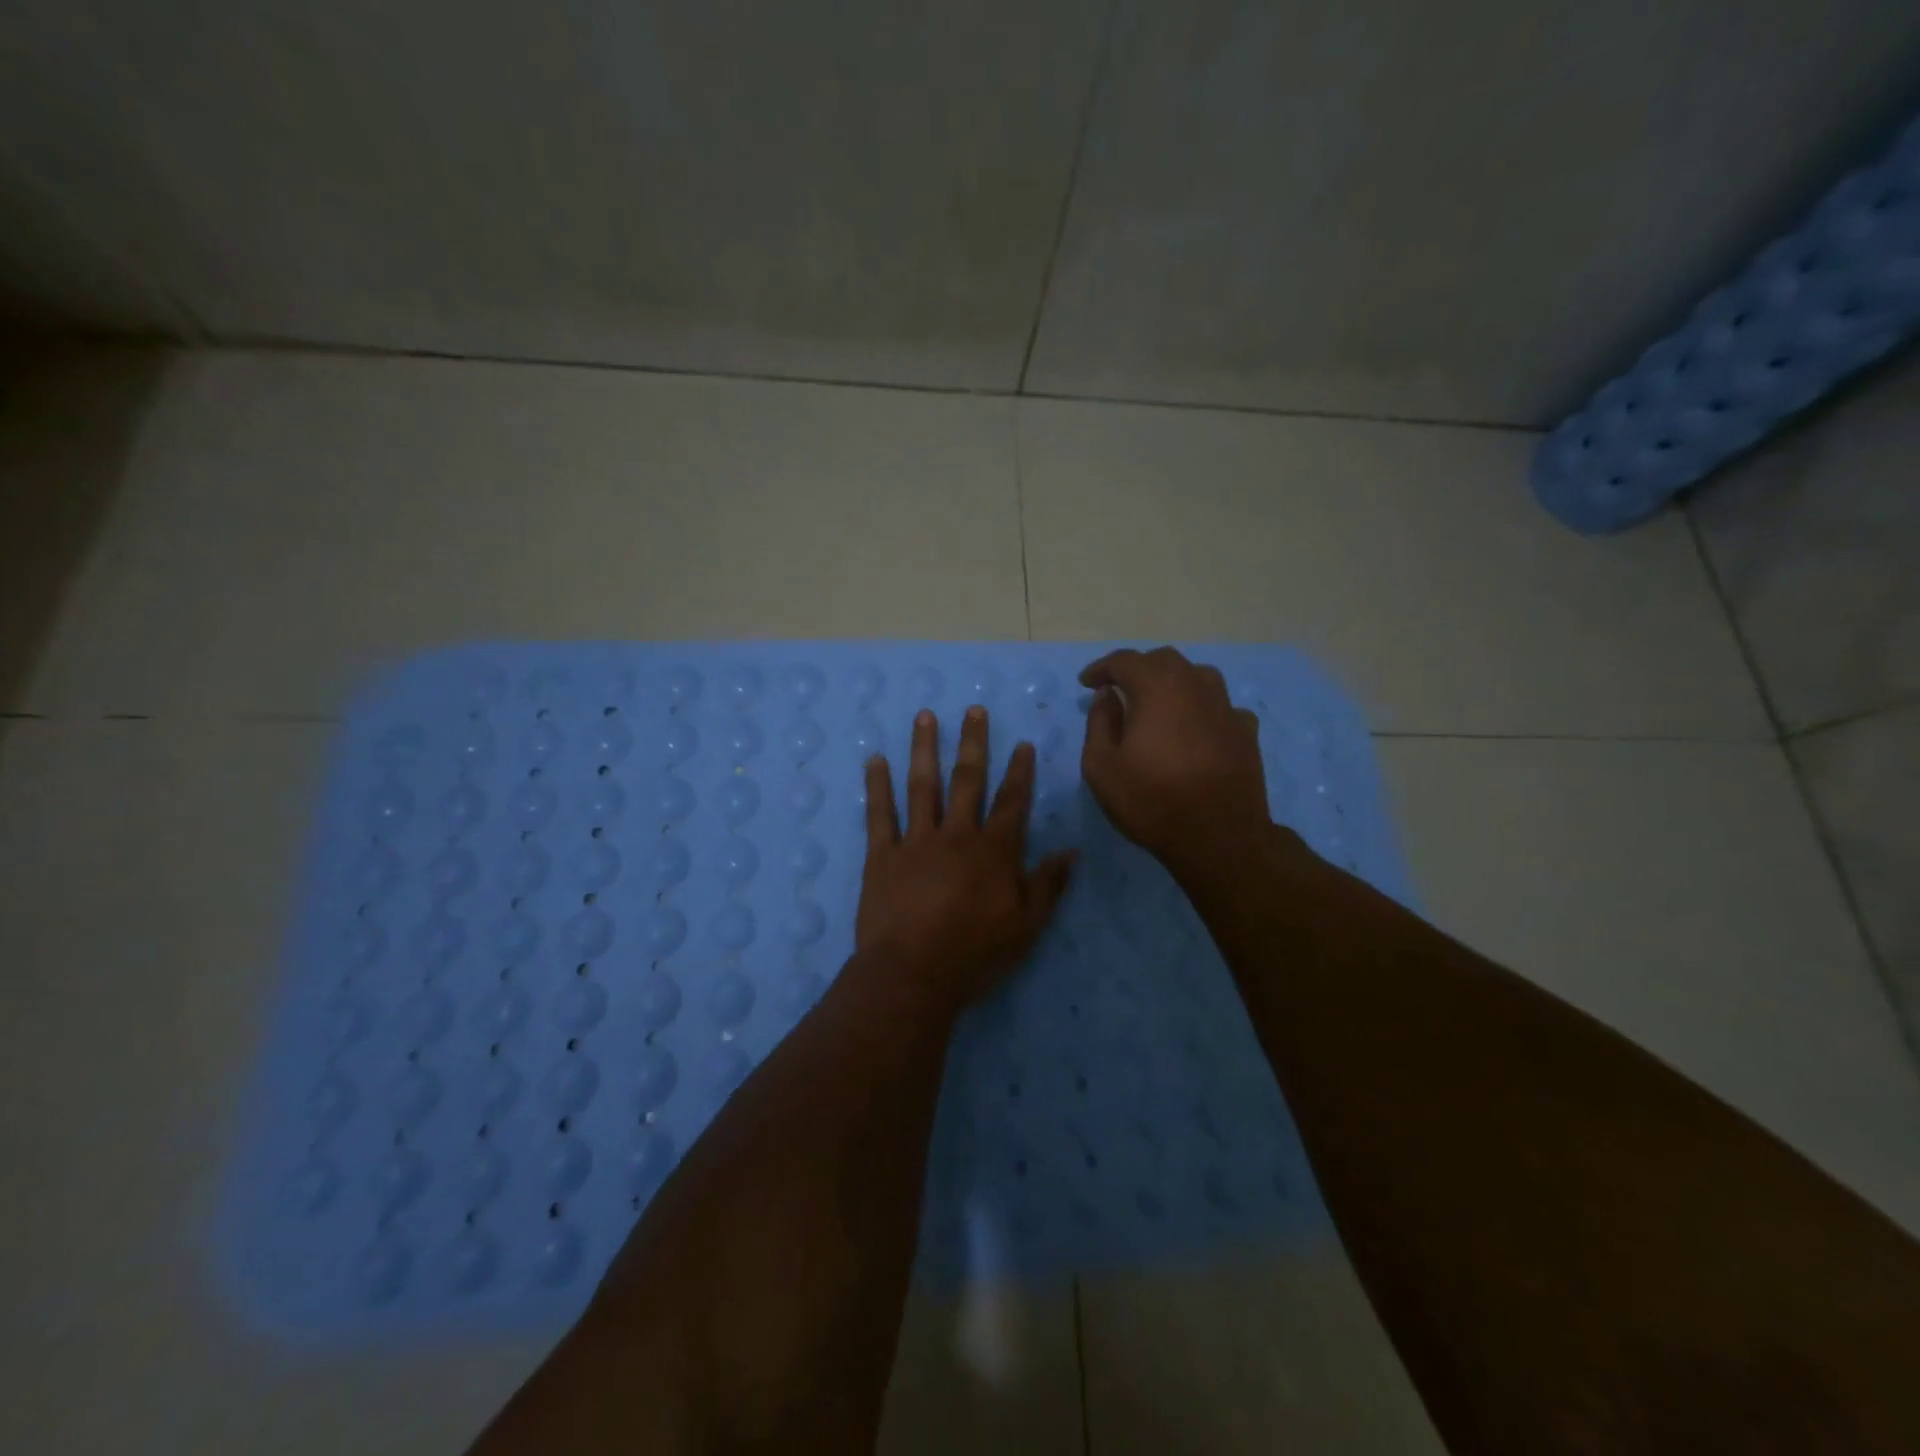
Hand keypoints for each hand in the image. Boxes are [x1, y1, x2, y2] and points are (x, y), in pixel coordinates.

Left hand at [855, 706, 1074, 1017]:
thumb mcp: (1026, 927)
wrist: (912, 975)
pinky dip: (877, 785)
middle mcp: (956, 834)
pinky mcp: (881, 855)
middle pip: (967, 780)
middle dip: (973, 743)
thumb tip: (1071, 852)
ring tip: (924, 716)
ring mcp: (915, 841)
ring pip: (922, 785)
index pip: (1012, 801)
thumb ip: (1048, 886)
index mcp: (994, 850)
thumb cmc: (975, 954)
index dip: (1020, 771)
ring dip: (924, 748)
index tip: (1022, 743)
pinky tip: (875, 760)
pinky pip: (879, 814)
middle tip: (973, 709)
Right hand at [1078, 647, 1271, 871]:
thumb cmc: (1151, 800)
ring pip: (1197, 676)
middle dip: (1137, 669)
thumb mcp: (1101, 766)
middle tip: (1119, 690)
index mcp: (1157, 688)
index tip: (1086, 684)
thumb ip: (1099, 722)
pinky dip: (1201, 708)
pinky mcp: (1246, 731)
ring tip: (1158, 703)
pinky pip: (1220, 706)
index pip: (1125, 660)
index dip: (1101, 668)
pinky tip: (1195, 728)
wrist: (1219, 837)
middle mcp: (1195, 686)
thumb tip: (1107, 696)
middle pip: (1164, 660)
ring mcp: (1226, 707)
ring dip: (1172, 682)